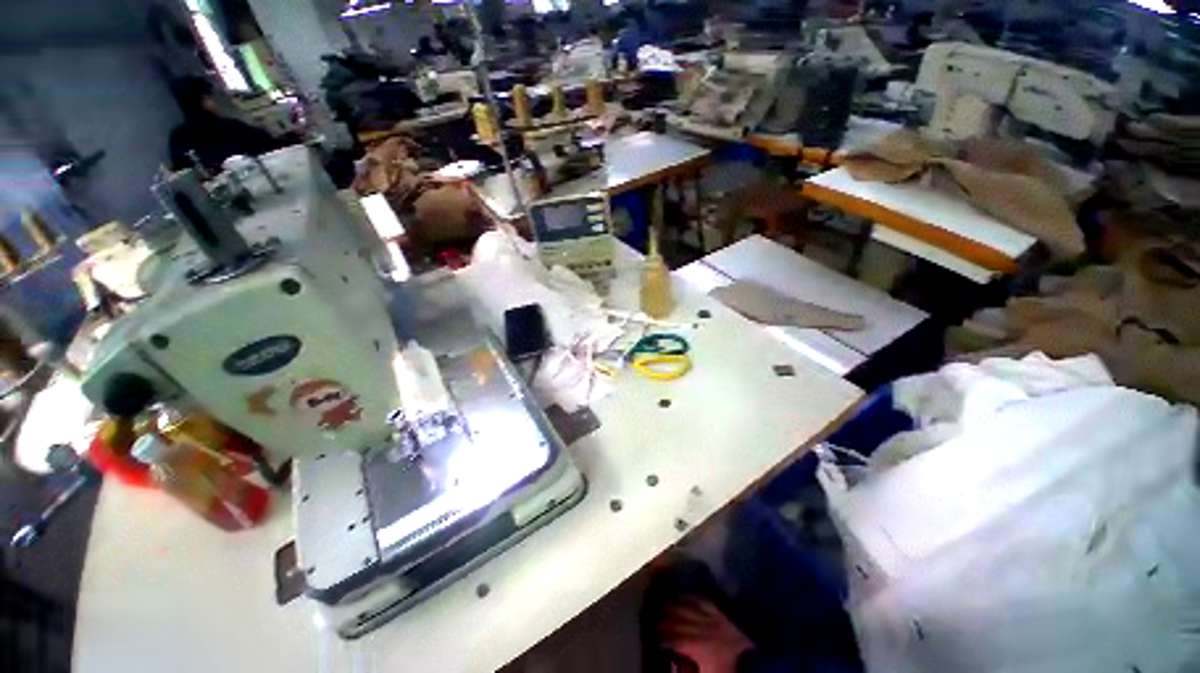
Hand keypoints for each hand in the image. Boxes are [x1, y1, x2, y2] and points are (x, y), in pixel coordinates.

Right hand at [658, 597, 754, 672]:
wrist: (754, 664)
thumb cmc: (727, 670)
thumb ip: (687, 668)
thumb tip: (673, 664)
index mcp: (693, 644)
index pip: (669, 637)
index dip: (657, 637)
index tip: (649, 636)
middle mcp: (698, 626)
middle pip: (674, 617)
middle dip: (660, 617)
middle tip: (649, 616)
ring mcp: (709, 616)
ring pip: (685, 605)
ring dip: (671, 604)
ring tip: (661, 603)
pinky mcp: (719, 611)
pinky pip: (700, 599)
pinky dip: (689, 597)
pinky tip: (682, 595)